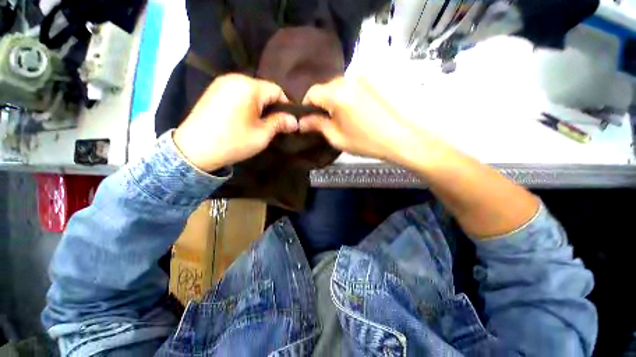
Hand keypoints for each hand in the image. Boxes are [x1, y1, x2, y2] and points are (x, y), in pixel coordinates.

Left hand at [174, 74, 297, 171]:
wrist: (194, 150)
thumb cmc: (233, 142)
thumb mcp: (262, 135)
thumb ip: (280, 123)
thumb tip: (295, 121)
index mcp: (249, 87)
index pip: (277, 90)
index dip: (286, 106)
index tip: (287, 122)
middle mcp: (235, 78)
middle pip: (264, 89)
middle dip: (272, 106)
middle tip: (273, 124)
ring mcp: (222, 83)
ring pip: (251, 91)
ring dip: (260, 105)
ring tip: (259, 123)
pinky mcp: (213, 90)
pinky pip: (238, 93)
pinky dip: (246, 104)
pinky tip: (243, 118)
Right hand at [299, 77, 432, 163]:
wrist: (402, 138)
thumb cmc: (367, 142)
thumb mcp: (338, 137)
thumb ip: (317, 125)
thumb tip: (301, 122)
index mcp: (338, 94)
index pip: (312, 92)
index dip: (307, 105)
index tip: (309, 118)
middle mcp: (350, 79)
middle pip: (326, 87)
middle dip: (322, 102)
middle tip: (327, 119)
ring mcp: (365, 77)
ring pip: (340, 85)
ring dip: (336, 98)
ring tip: (343, 116)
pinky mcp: (375, 79)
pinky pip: (354, 85)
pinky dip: (349, 95)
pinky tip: (356, 109)